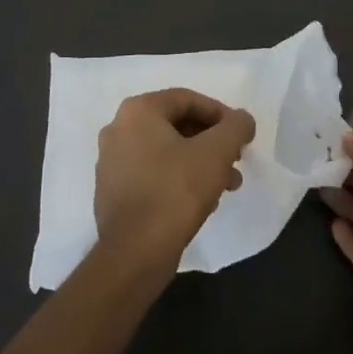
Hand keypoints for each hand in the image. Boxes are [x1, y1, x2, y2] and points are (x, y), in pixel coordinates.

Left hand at [94, 89, 255, 269]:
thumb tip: (241, 120)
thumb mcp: (217, 152)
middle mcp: (118, 129)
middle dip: (212, 142)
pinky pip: (152, 174)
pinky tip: (201, 201)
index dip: (221, 115)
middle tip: (235, 160)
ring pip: (166, 152)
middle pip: (177, 125)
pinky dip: (178, 179)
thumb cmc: (176, 191)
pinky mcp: (112, 192)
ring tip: (227, 185)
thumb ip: (236, 127)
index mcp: (138, 111)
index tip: (241, 136)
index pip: (188, 100)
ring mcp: (111, 162)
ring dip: (199, 163)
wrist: (135, 253)